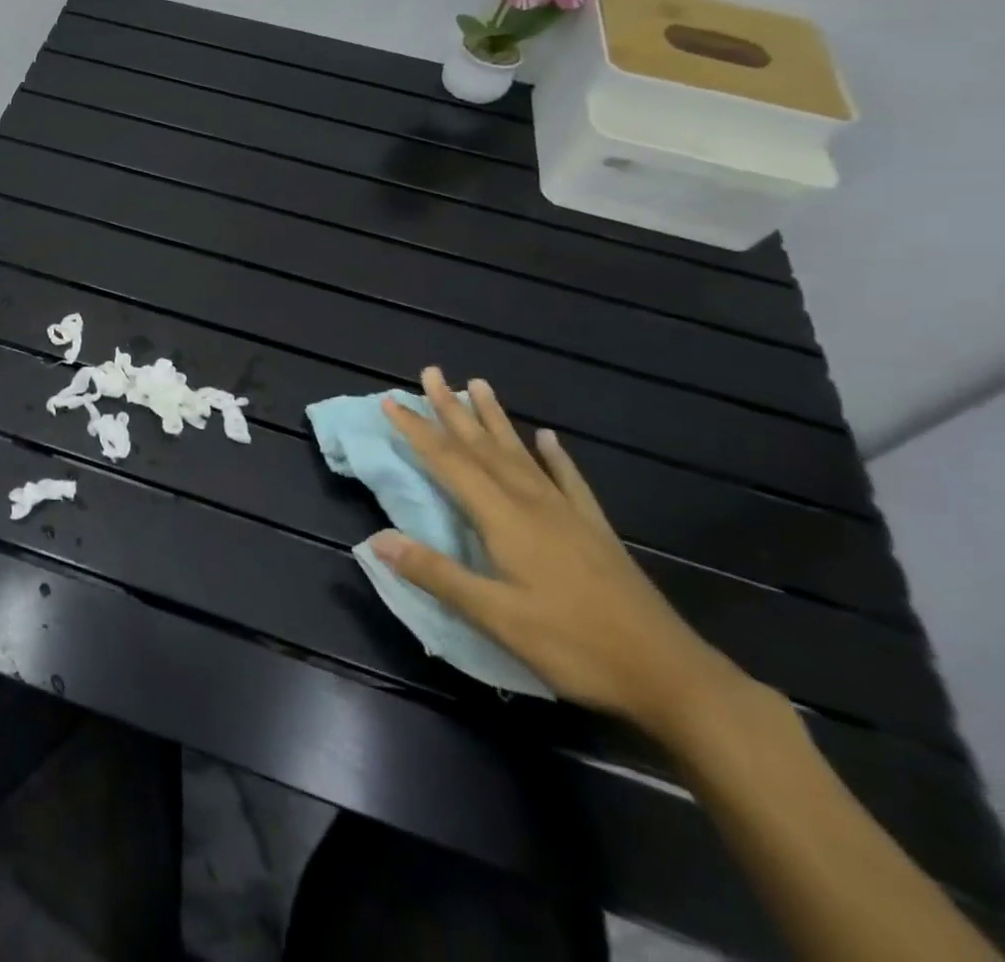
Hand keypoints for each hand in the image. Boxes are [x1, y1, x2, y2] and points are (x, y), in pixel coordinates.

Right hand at [371, 366, 746, 735]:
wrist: (671, 677)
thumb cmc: (575, 647)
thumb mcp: (497, 617)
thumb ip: (437, 574)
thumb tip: (376, 539)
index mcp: (505, 519)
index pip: (449, 463)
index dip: (417, 430)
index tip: (389, 400)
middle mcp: (533, 504)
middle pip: (483, 447)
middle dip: (452, 409)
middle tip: (431, 373)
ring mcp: (568, 514)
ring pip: (521, 454)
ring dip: (495, 419)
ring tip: (479, 385)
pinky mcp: (595, 531)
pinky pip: (569, 481)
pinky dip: (556, 456)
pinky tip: (550, 438)